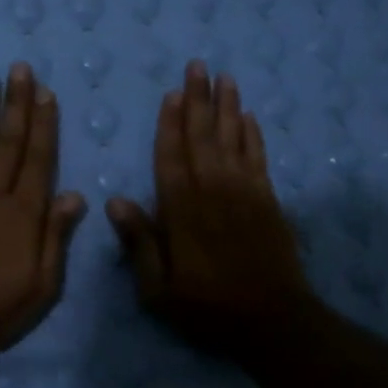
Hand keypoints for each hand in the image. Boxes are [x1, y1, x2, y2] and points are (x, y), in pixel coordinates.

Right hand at [106, 61, 314, 358]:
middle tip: (198, 65)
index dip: (170, 124)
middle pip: (203, 136)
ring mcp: (245, 193)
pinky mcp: (268, 201)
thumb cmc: (208, 308)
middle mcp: (213, 191)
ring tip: (224, 77)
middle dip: (199, 100)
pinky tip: (249, 116)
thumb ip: (138, 243)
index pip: (171, 156)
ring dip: (227, 107)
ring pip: (233, 139)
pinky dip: (253, 135)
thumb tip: (115, 200)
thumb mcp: (158, 290)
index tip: (171, 93)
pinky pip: (258, 157)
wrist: (273, 321)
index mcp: (182, 211)